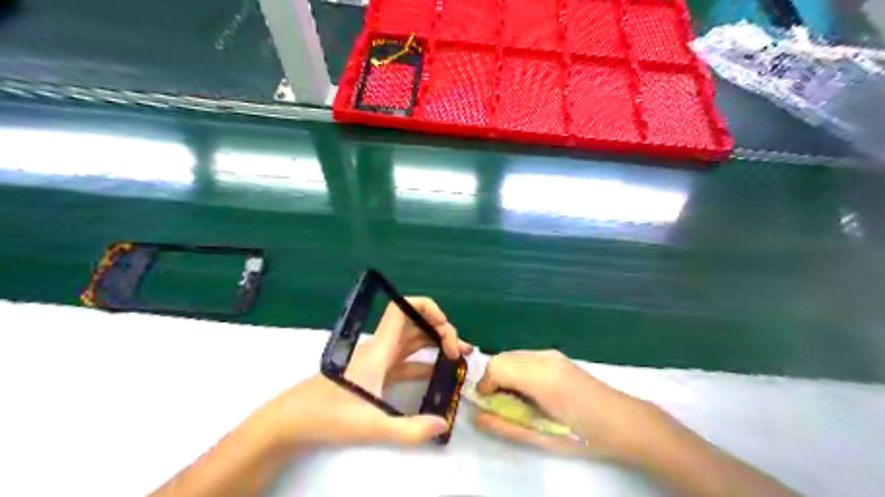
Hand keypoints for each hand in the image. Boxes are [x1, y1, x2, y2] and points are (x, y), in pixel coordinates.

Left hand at [250, 298, 468, 450]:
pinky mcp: (377, 373)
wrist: (293, 420)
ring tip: (458, 356)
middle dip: (441, 329)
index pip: (403, 309)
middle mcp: (382, 347)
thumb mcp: (371, 425)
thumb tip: (442, 424)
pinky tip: (440, 371)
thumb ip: (409, 430)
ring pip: (413, 340)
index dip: (427, 307)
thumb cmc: (328, 415)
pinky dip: (425, 360)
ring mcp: (379, 360)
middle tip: (460, 350)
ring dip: (435, 342)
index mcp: (380, 348)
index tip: (446, 327)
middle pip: (415, 323)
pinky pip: (407, 359)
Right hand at [477, 350, 655, 461]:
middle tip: (499, 403)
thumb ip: (505, 425)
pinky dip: (517, 370)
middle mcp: (543, 357)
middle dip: (493, 378)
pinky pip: (526, 357)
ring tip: (515, 399)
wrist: (623, 421)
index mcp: (540, 376)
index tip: (486, 404)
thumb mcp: (541, 437)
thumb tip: (478, 417)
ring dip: (505, 373)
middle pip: (502, 357)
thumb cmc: (583, 435)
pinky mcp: (557, 356)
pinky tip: (530, 390)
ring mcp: (552, 354)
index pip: (496, 366)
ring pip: (513, 355)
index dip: (484, 384)